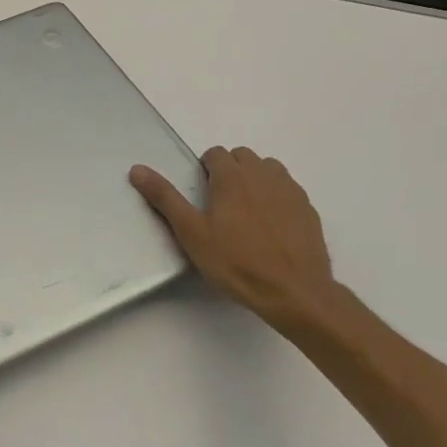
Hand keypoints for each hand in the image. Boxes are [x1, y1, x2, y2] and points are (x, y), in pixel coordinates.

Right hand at [130, 147, 357, 334]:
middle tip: (221, 205)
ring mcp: (290, 190)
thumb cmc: (236, 262)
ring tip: (247, 212)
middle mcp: (262, 174)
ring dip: (255, 179)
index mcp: (232, 176)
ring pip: (268, 169)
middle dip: (230, 171)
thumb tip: (137, 169)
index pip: (215, 153)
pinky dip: (277, 197)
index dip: (206, 170)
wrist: (294, 292)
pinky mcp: (308, 209)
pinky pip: (288, 189)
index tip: (203, 196)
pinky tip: (272, 226)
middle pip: (242, 156)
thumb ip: (165, 197)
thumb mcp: (191, 232)